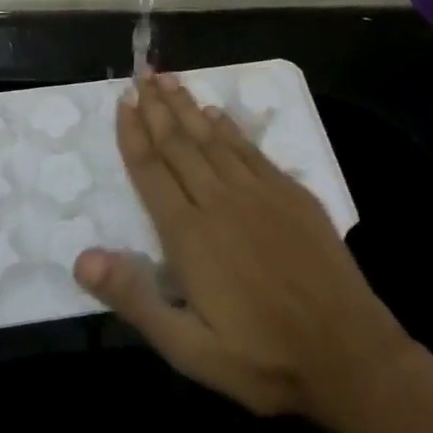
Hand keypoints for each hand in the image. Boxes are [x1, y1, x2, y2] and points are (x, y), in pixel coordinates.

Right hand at [74, 72, 421, 431]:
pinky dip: (230, 129)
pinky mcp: (292, 196)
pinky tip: (218, 115)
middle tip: (142, 74)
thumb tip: (82, 258)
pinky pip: (251, 151)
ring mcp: (260, 194)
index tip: (122, 101)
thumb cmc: (261, 358)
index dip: (133, 134)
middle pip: (179, 144)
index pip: (151, 171)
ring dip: (189, 108)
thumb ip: (135, 300)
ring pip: (213, 139)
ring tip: (170, 80)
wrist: (349, 355)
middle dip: (157, 108)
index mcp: (188, 236)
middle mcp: (220, 202)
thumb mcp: (189, 348)